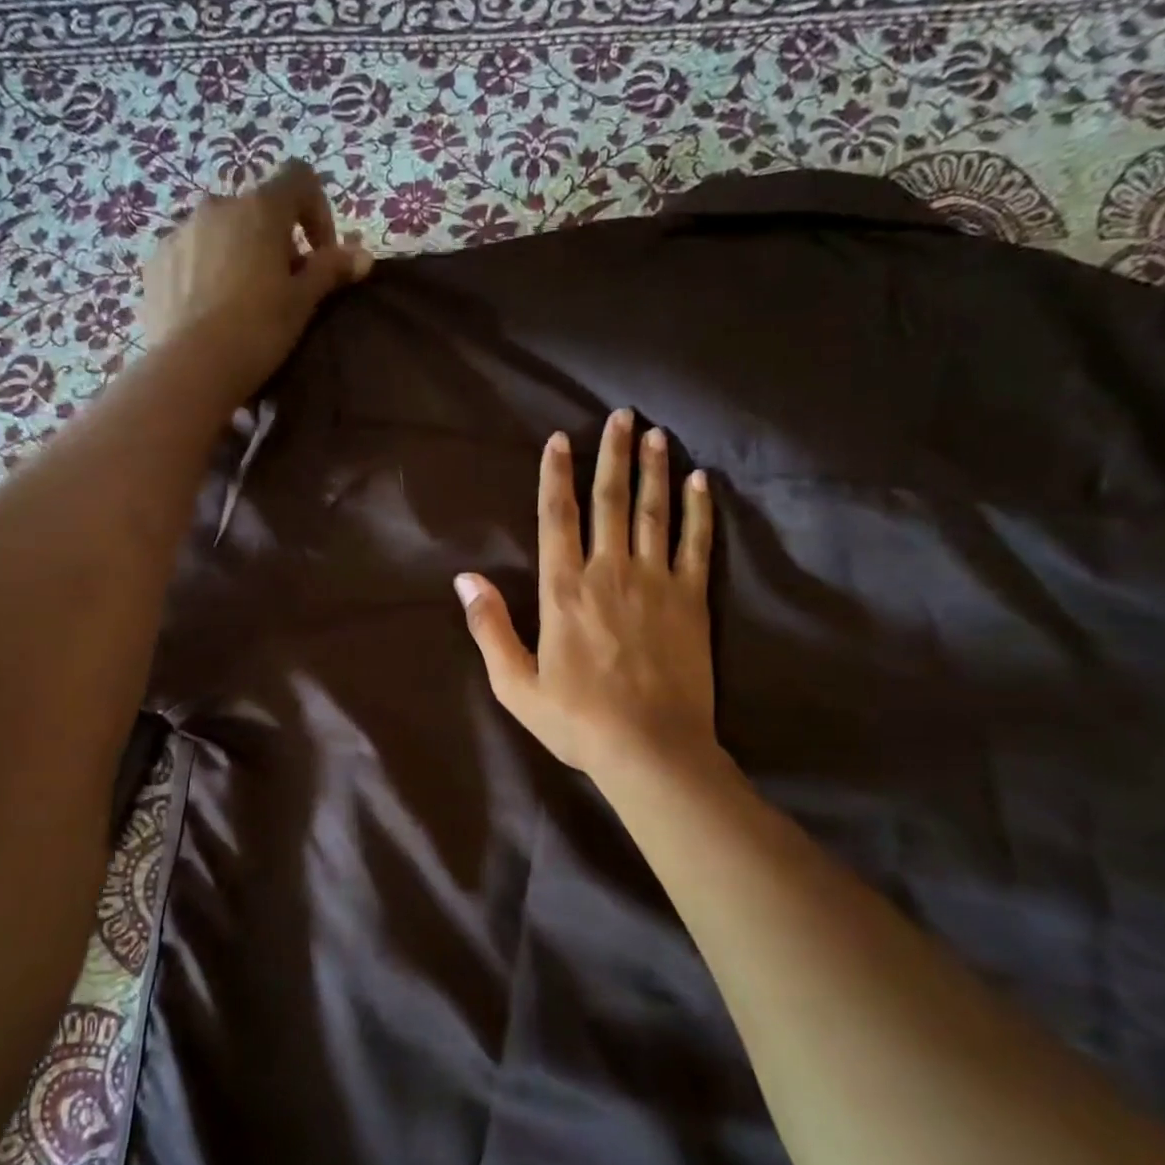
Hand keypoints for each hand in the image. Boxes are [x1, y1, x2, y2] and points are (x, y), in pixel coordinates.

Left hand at [139, 160, 371, 399]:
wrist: (191, 368)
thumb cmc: (258, 330)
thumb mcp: (302, 302)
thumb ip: (330, 270)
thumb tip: (363, 255)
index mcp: (260, 208)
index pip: (299, 179)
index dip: (317, 211)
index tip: (320, 255)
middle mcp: (217, 206)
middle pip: (257, 210)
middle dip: (275, 241)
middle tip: (282, 288)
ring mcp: (181, 231)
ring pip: (221, 232)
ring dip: (238, 254)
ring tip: (242, 303)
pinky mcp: (156, 261)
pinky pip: (190, 255)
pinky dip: (205, 272)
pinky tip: (210, 312)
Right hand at [456, 409, 717, 782]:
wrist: (650, 749)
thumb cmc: (576, 720)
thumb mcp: (515, 683)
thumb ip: (490, 627)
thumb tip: (465, 579)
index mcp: (563, 590)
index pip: (557, 517)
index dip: (556, 475)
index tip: (560, 439)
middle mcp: (609, 572)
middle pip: (609, 500)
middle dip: (613, 454)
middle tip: (622, 416)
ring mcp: (656, 582)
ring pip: (653, 512)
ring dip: (654, 469)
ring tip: (656, 434)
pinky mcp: (692, 600)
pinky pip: (697, 543)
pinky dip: (698, 509)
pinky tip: (699, 481)